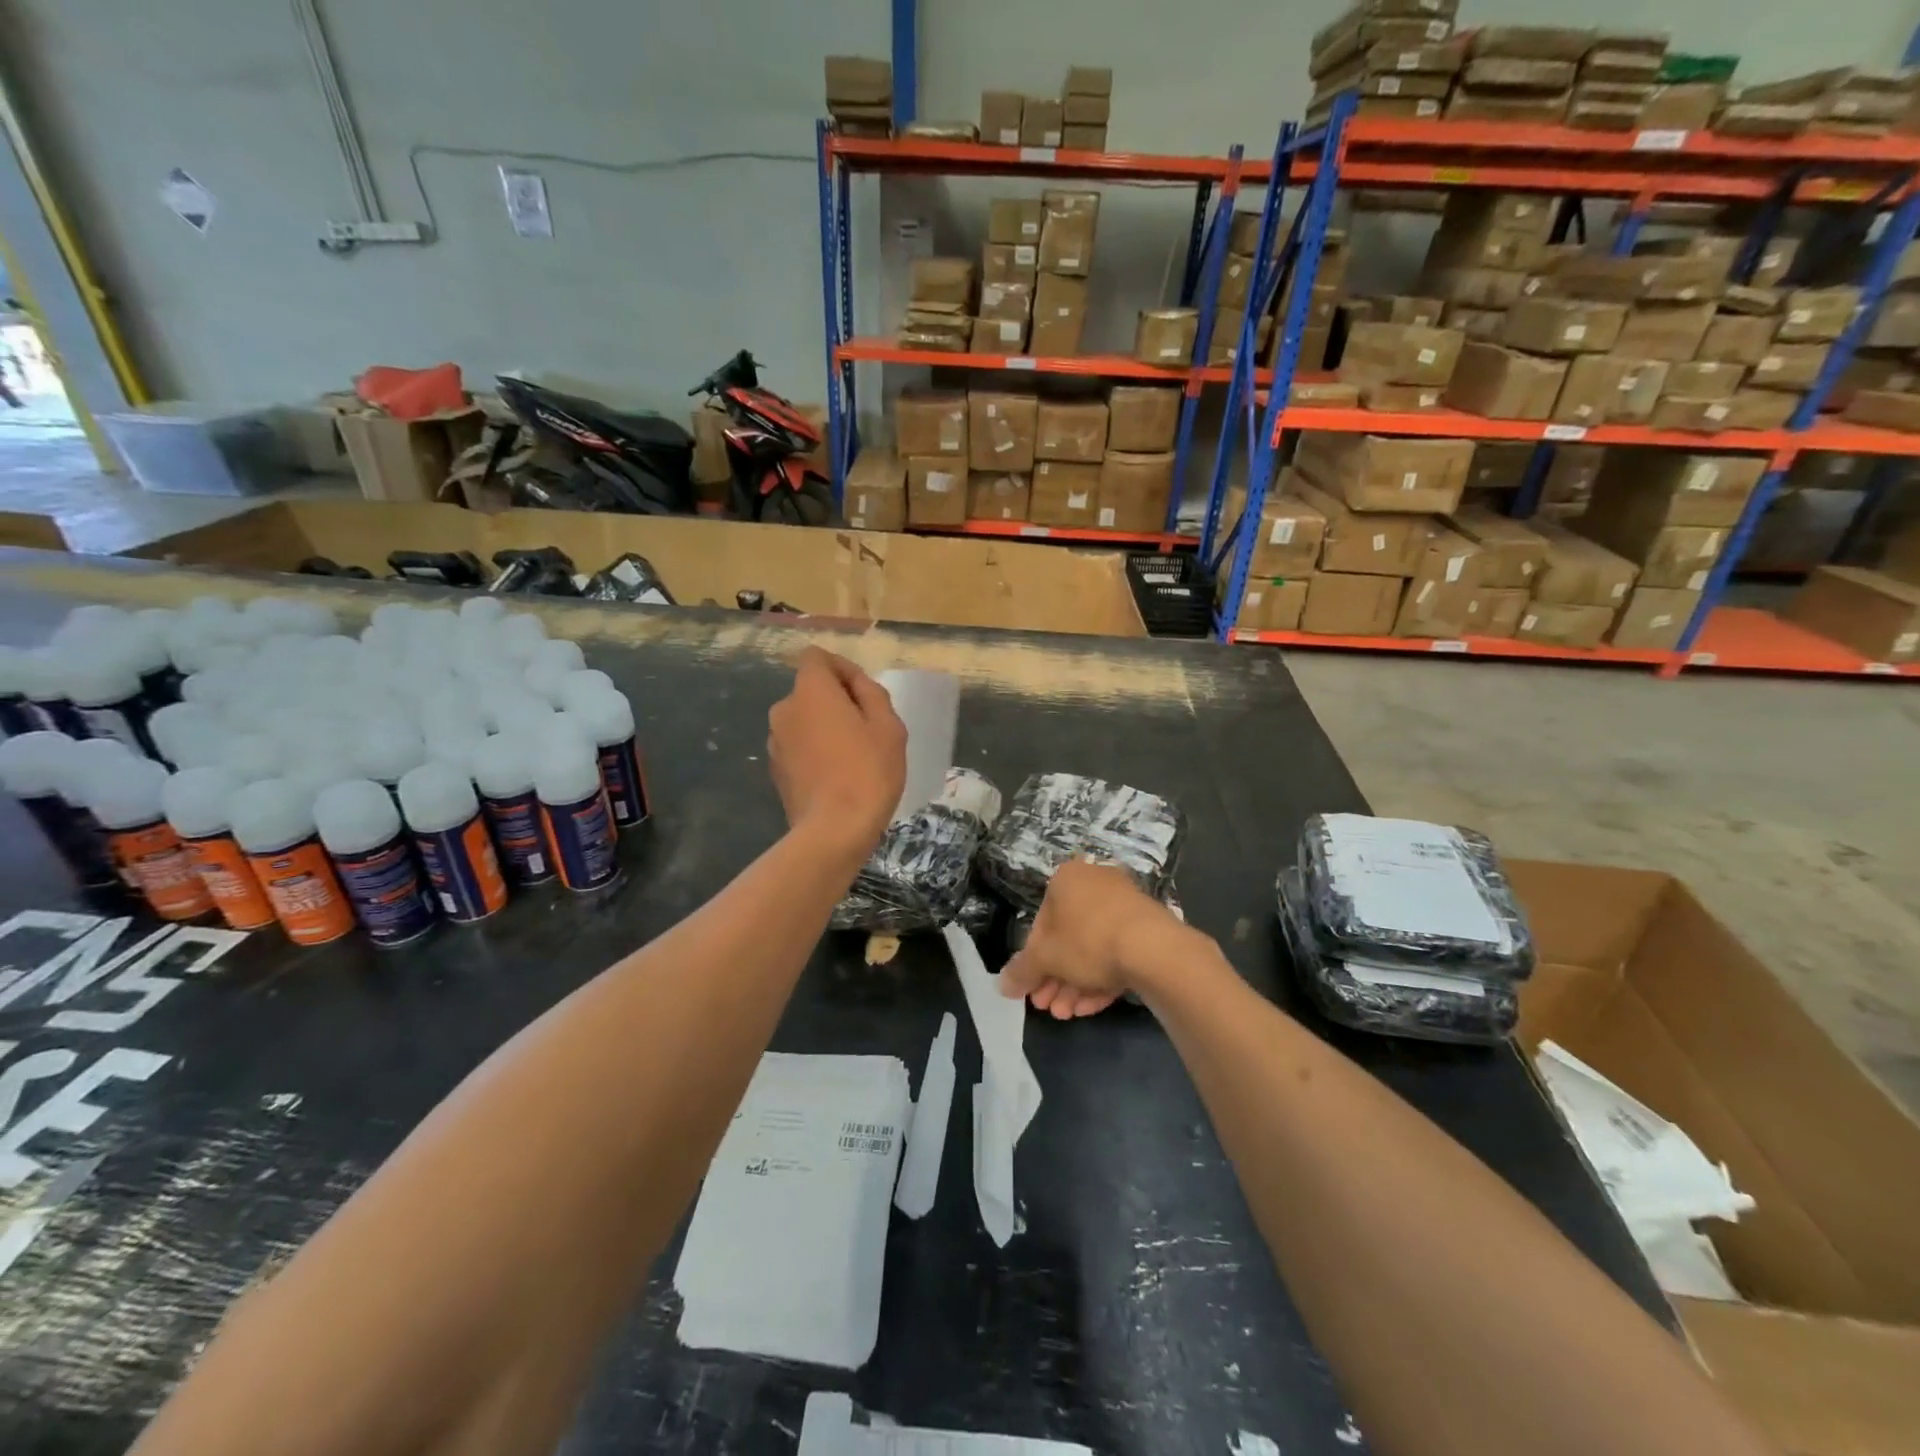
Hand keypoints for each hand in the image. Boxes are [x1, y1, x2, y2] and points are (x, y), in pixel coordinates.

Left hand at [767, 647, 905, 861]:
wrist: (834, 831)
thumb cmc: (868, 772)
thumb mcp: (888, 726)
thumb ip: (871, 693)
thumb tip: (855, 685)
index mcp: (810, 691)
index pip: (817, 658)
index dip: (842, 668)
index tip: (865, 694)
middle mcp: (784, 710)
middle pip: (811, 690)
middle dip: (837, 701)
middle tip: (869, 729)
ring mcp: (776, 742)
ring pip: (805, 720)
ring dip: (825, 727)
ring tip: (854, 756)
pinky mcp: (776, 770)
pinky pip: (799, 746)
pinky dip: (815, 751)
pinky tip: (837, 776)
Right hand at [999, 860, 1189, 1018]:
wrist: (1153, 948)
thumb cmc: (1086, 941)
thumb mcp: (1045, 958)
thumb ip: (1022, 971)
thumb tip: (1002, 985)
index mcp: (1067, 880)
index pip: (1040, 922)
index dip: (1033, 960)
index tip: (1031, 988)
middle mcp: (1095, 885)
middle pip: (1067, 938)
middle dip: (1055, 978)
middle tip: (1048, 1007)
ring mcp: (1124, 905)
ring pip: (1092, 949)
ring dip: (1075, 984)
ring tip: (1067, 1015)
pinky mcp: (1147, 928)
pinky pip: (1116, 953)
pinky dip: (1102, 979)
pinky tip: (1091, 1008)